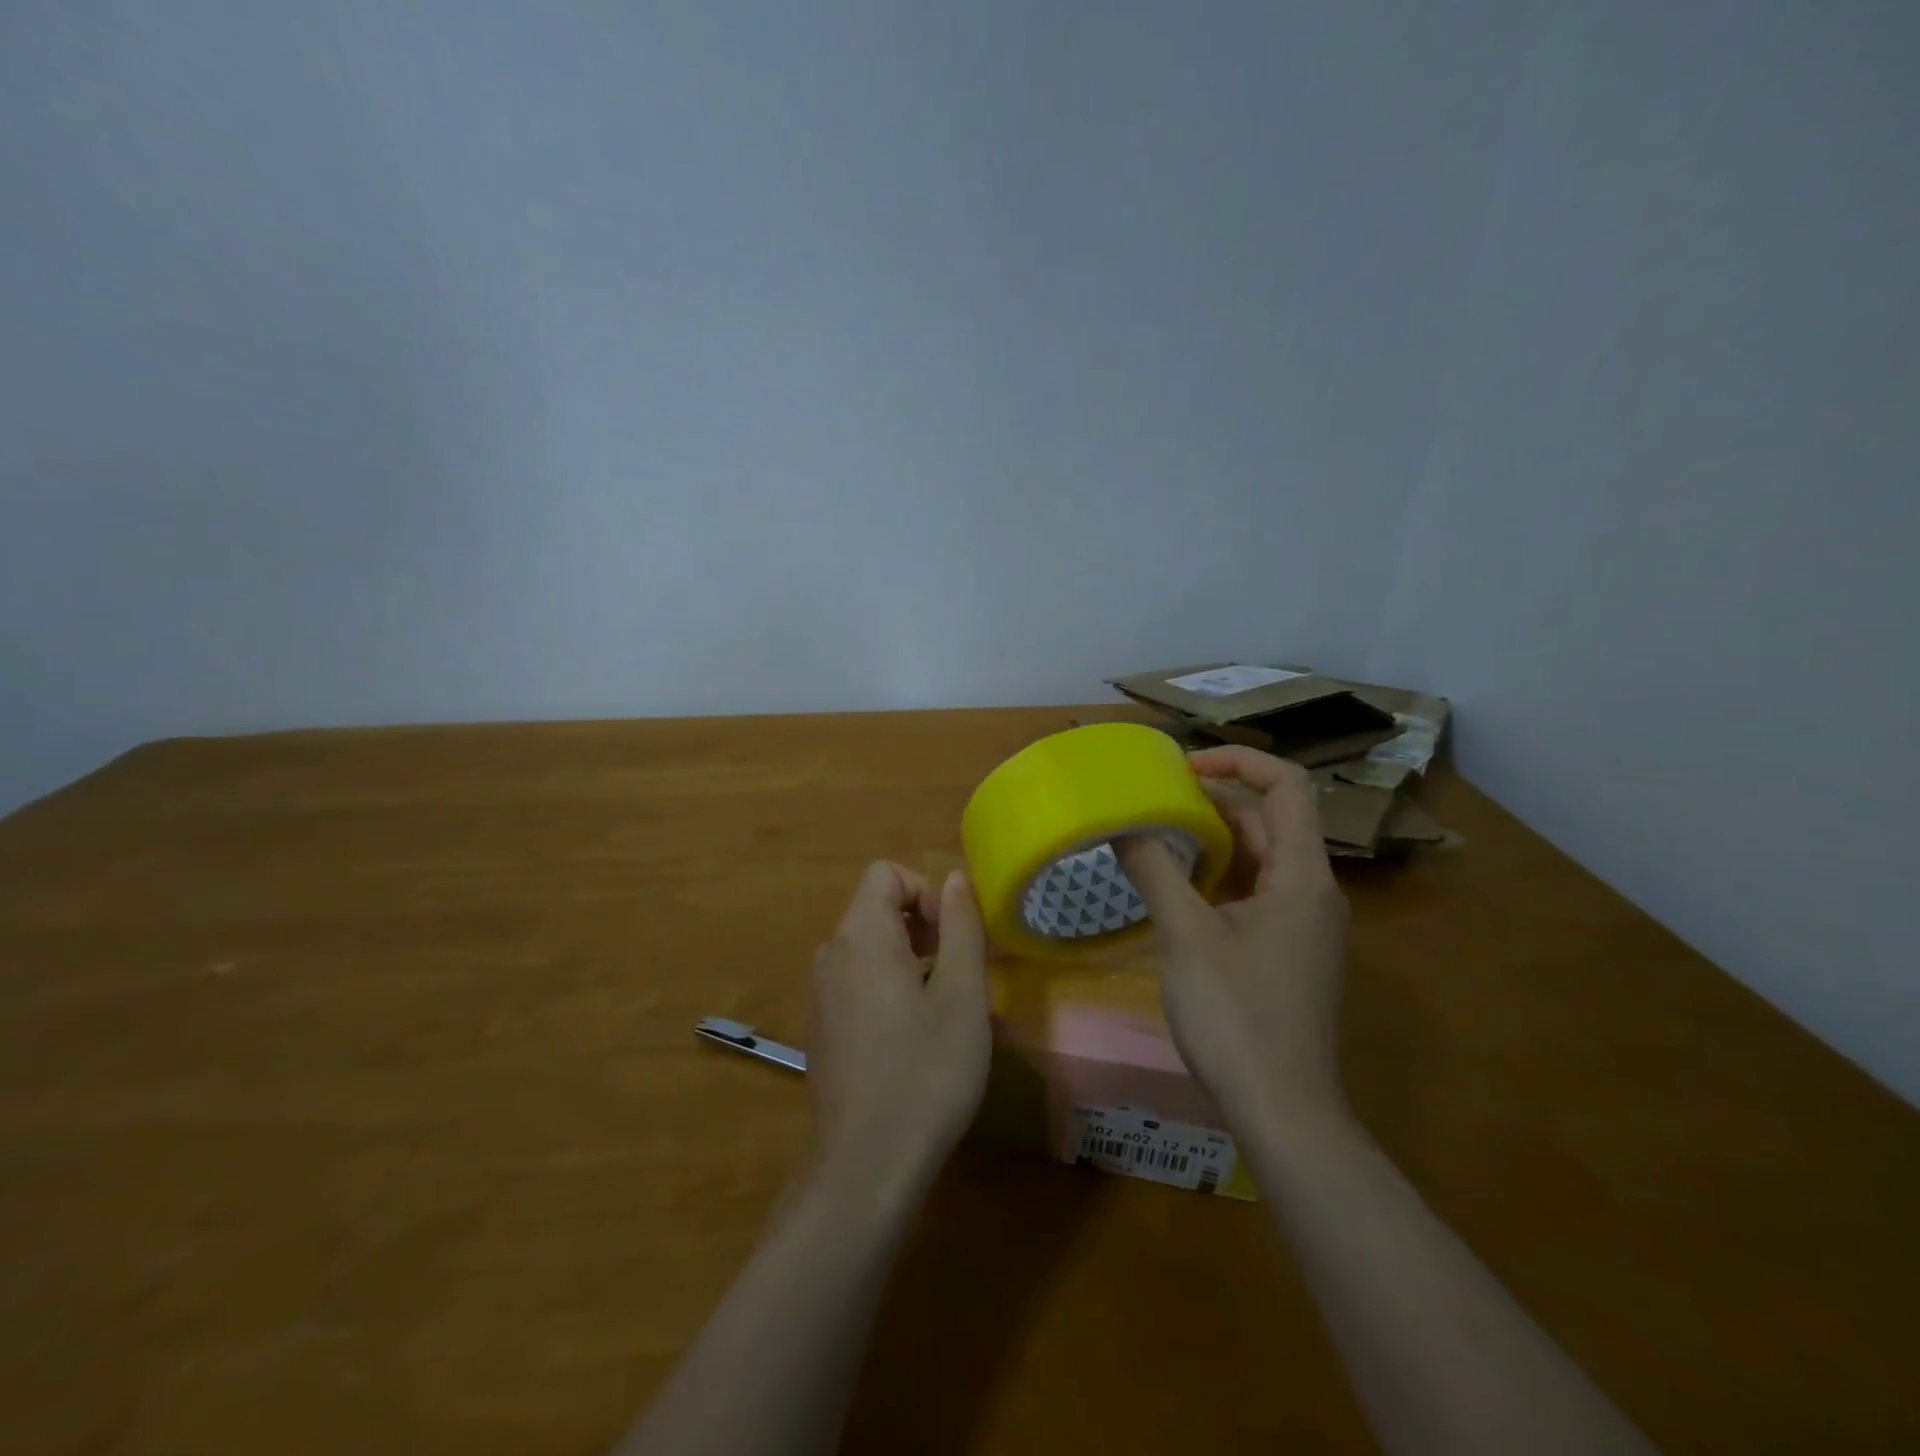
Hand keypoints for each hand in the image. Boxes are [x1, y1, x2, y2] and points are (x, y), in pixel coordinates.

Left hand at [807, 863, 991, 1198]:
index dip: (926, 892)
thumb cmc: (925, 1071)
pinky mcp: (820, 1028)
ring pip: (870, 948)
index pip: (886, 874)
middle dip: (923, 927)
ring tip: (942, 1010)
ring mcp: (819, 994)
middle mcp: (830, 955)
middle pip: (877, 909)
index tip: (954, 938)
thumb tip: (954, 878)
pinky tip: (911, 1039)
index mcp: (860, 936)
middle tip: (959, 975)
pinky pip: (857, 983)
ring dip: (910, 960)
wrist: (866, 1166)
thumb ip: (960, 925)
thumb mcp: (962, 994)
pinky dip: (888, 988)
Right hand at [1117, 747, 1349, 1134]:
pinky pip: (1254, 892)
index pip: (1287, 786)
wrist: (1284, 1111)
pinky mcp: (1287, 951)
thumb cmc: (1238, 1016)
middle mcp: (1312, 891)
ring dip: (1213, 838)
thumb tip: (1121, 824)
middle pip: (1271, 819)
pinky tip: (1175, 884)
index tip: (1183, 765)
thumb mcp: (1186, 936)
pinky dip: (1218, 875)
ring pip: (1260, 858)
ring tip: (1156, 830)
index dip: (1239, 760)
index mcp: (1302, 875)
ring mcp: (1302, 924)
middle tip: (1155, 795)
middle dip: (1215, 798)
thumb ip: (1154, 870)